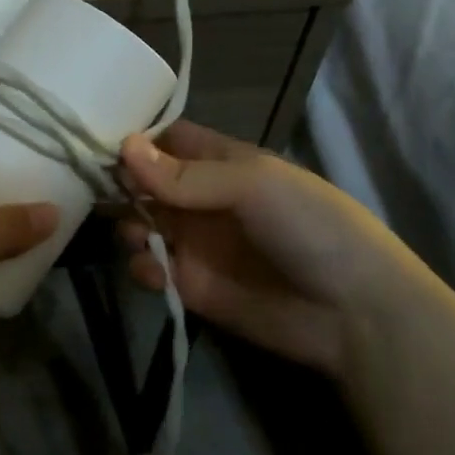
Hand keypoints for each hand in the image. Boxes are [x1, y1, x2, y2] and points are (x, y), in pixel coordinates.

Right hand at [115, 121, 414, 377]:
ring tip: (139, 234)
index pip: (168, 140)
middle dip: (122, 183)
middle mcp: (202, 199)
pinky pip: (151, 268)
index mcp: (222, 163)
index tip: (99, 141)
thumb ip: (184, 173)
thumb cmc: (311, 227)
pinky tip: (155, 269)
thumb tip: (124, 147)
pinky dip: (142, 266)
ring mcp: (195, 243)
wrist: (355, 314)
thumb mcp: (253, 184)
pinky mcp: (190, 285)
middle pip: (145, 181)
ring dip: (129, 224)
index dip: (136, 140)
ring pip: (140, 223)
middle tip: (103, 190)